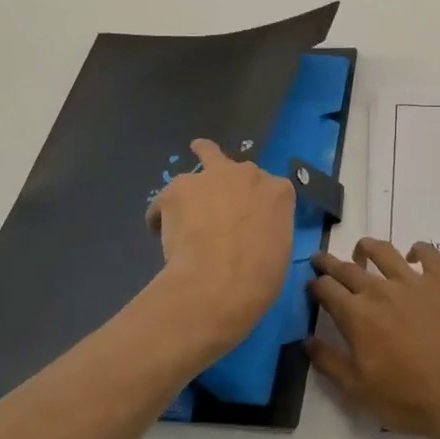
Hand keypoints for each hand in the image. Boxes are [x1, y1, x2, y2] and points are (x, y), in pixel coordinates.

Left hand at [146, 139, 294, 357]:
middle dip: (230, 185)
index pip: (271, 189)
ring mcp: (212, 176)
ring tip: (183, 198)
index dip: (258, 205)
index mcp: (279, 192)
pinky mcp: (178, 188)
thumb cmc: (259, 277)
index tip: (251, 223)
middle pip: (238, 170)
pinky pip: (167, 198)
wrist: (218, 283)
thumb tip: (251, 237)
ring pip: (205, 154)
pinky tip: (159, 234)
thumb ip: (268, 231)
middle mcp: (248, 174)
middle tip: (219, 210)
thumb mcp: (280, 252)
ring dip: (197, 180)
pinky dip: (163, 214)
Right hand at [307, 238, 439, 438]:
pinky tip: (413, 256)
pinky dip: (418, 249)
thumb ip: (328, 361)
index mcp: (356, 315)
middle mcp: (380, 290)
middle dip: (330, 262)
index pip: (326, 288)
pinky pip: (428, 253)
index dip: (315, 285)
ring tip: (362, 251)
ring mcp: (413, 282)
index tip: (312, 285)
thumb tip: (307, 340)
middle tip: (322, 260)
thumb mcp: (357, 389)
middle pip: (348, 267)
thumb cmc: (405, 397)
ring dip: (368, 248)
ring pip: (384, 251)